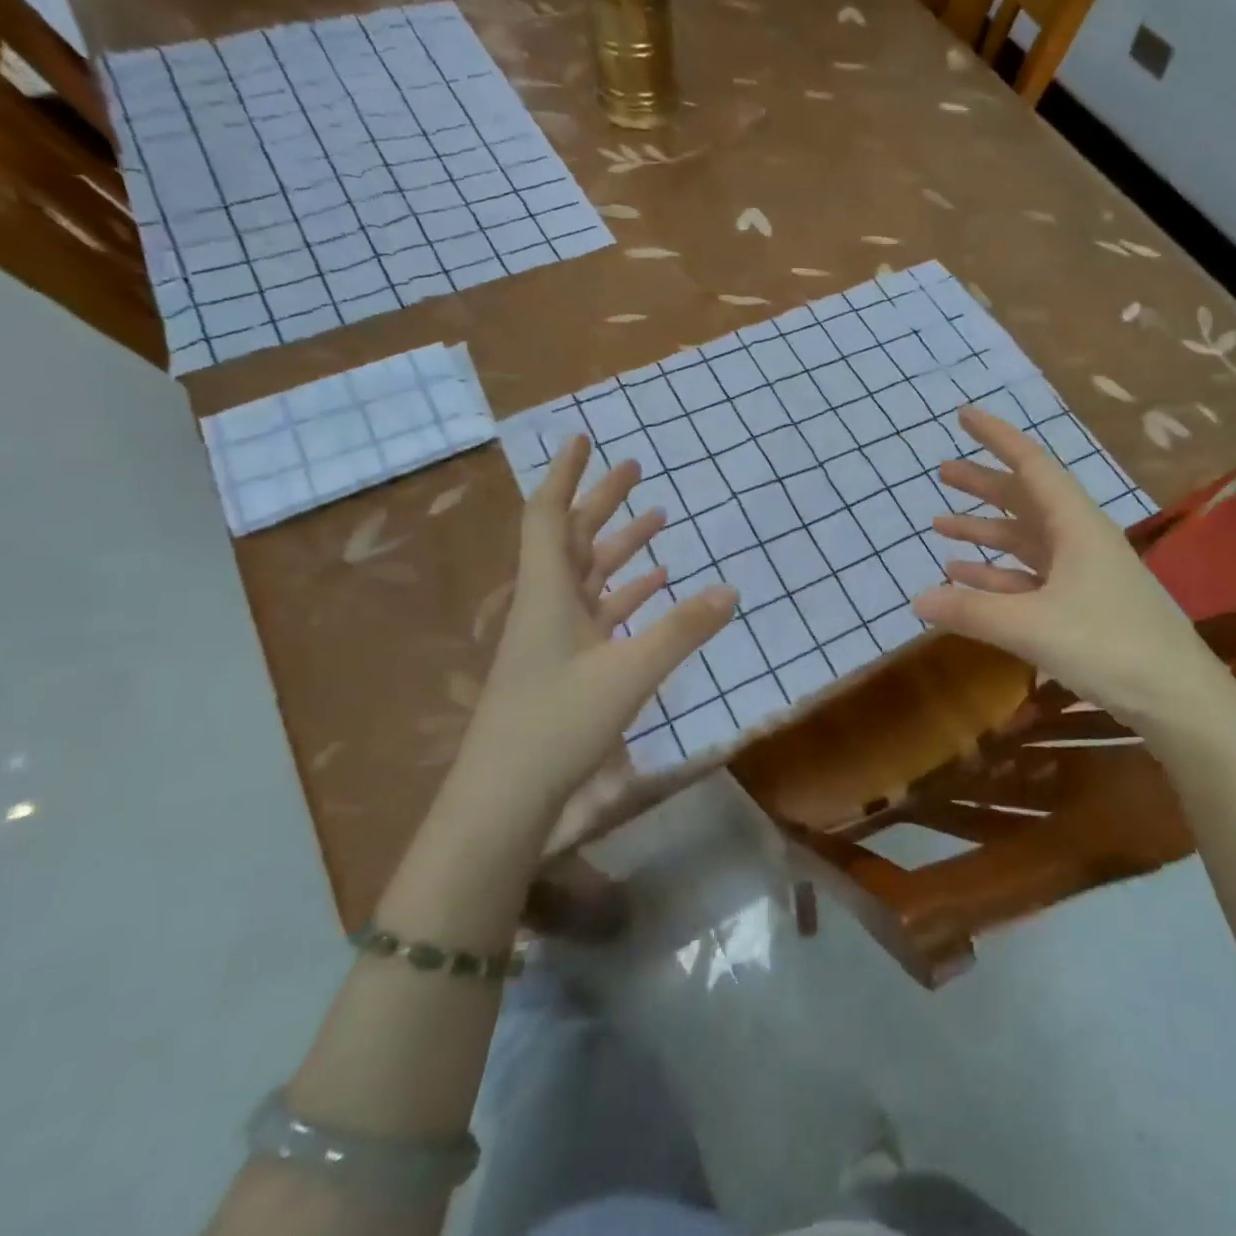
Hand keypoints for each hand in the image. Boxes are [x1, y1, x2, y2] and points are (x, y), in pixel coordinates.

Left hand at [438, 436, 736, 860]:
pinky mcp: (566, 664)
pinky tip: (656, 584)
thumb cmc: (557, 724)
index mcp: (548, 593)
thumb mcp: (629, 673)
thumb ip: (682, 630)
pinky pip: (600, 612)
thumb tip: (731, 589)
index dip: (565, 474)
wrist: (505, 798)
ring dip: (621, 545)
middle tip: (635, 468)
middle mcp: (547, 605)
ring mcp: (556, 637)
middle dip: (602, 500)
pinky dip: (626, 592)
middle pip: (573, 538)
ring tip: (658, 517)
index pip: (549, 516)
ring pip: (589, 574)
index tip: (583, 438)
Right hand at [911, 407, 1218, 728]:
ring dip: (984, 531)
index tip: (963, 416)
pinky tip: (964, 577)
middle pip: (1023, 499)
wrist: (1175, 696)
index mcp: (1075, 524)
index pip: (1030, 464)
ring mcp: (1080, 572)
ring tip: (940, 524)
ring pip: (1024, 539)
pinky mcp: (1079, 603)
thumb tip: (916, 599)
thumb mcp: (1031, 626)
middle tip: (942, 472)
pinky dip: (996, 573)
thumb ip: (971, 611)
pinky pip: (1028, 576)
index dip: (996, 437)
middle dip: (982, 485)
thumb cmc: (1108, 645)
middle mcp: (1078, 538)